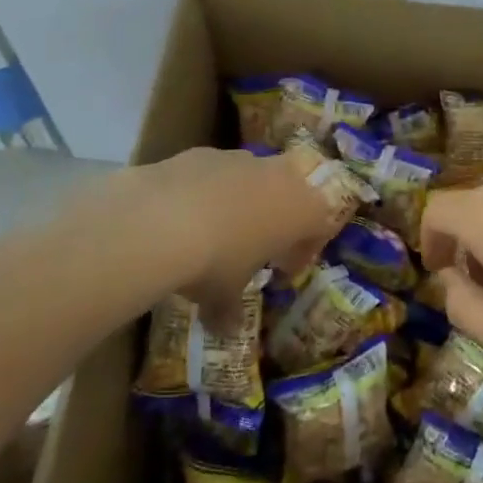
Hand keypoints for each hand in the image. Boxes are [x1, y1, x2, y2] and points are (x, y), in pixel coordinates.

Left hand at [97, 147, 337, 323]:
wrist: (160, 219)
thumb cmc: (214, 262)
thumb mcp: (224, 297)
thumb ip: (231, 310)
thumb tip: (227, 330)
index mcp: (301, 210)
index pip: (322, 223)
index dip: (305, 249)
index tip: (283, 270)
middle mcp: (279, 176)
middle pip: (292, 190)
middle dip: (279, 215)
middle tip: (257, 245)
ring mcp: (241, 158)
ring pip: (254, 177)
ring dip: (244, 200)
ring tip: (217, 231)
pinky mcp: (204, 152)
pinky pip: (218, 172)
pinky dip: (210, 190)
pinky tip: (185, 216)